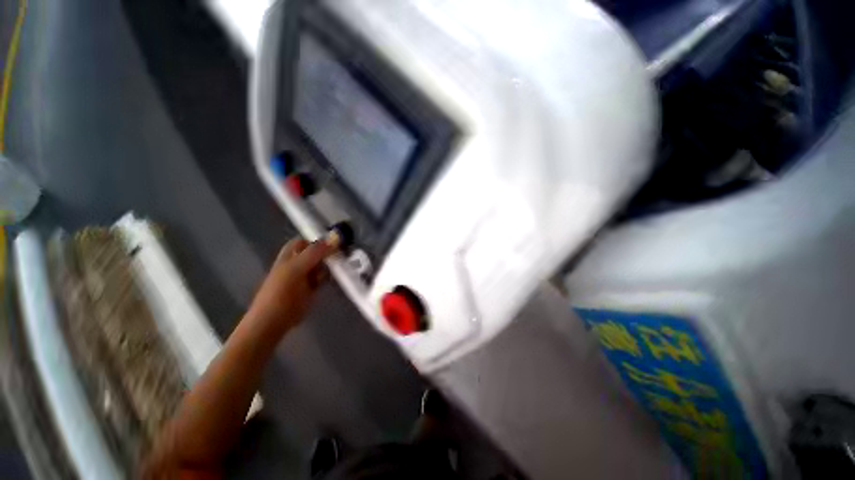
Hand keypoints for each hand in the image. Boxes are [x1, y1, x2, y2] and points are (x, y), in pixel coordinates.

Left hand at [247, 236, 338, 334]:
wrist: (274, 321)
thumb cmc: (281, 292)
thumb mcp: (296, 268)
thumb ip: (315, 252)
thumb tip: (336, 237)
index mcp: (291, 253)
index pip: (308, 239)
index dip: (321, 238)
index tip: (339, 239)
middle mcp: (299, 261)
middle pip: (318, 251)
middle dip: (331, 250)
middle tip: (346, 252)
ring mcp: (306, 275)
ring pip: (323, 263)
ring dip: (333, 263)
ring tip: (346, 264)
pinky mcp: (313, 287)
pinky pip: (325, 276)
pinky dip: (333, 275)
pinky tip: (341, 275)